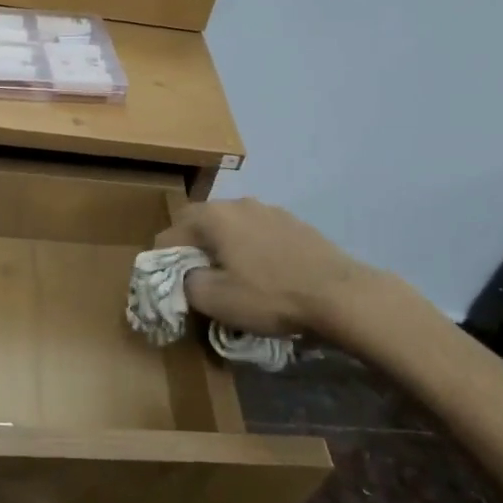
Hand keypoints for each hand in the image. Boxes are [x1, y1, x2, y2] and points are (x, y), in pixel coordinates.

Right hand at [156, 199, 369, 337]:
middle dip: (193, 252)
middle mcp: (239, 203)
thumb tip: (184, 277)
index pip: (170, 234)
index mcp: (214, 216)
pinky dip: (250, 250)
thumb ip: (186, 284)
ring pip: (231, 228)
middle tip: (196, 281)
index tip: (169, 286)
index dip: (162, 262)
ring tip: (230, 278)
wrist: (339, 294)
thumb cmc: (270, 295)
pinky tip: (262, 274)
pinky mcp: (294, 224)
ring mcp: (270, 210)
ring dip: (223, 249)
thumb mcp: (215, 300)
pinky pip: (257, 234)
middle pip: (200, 225)